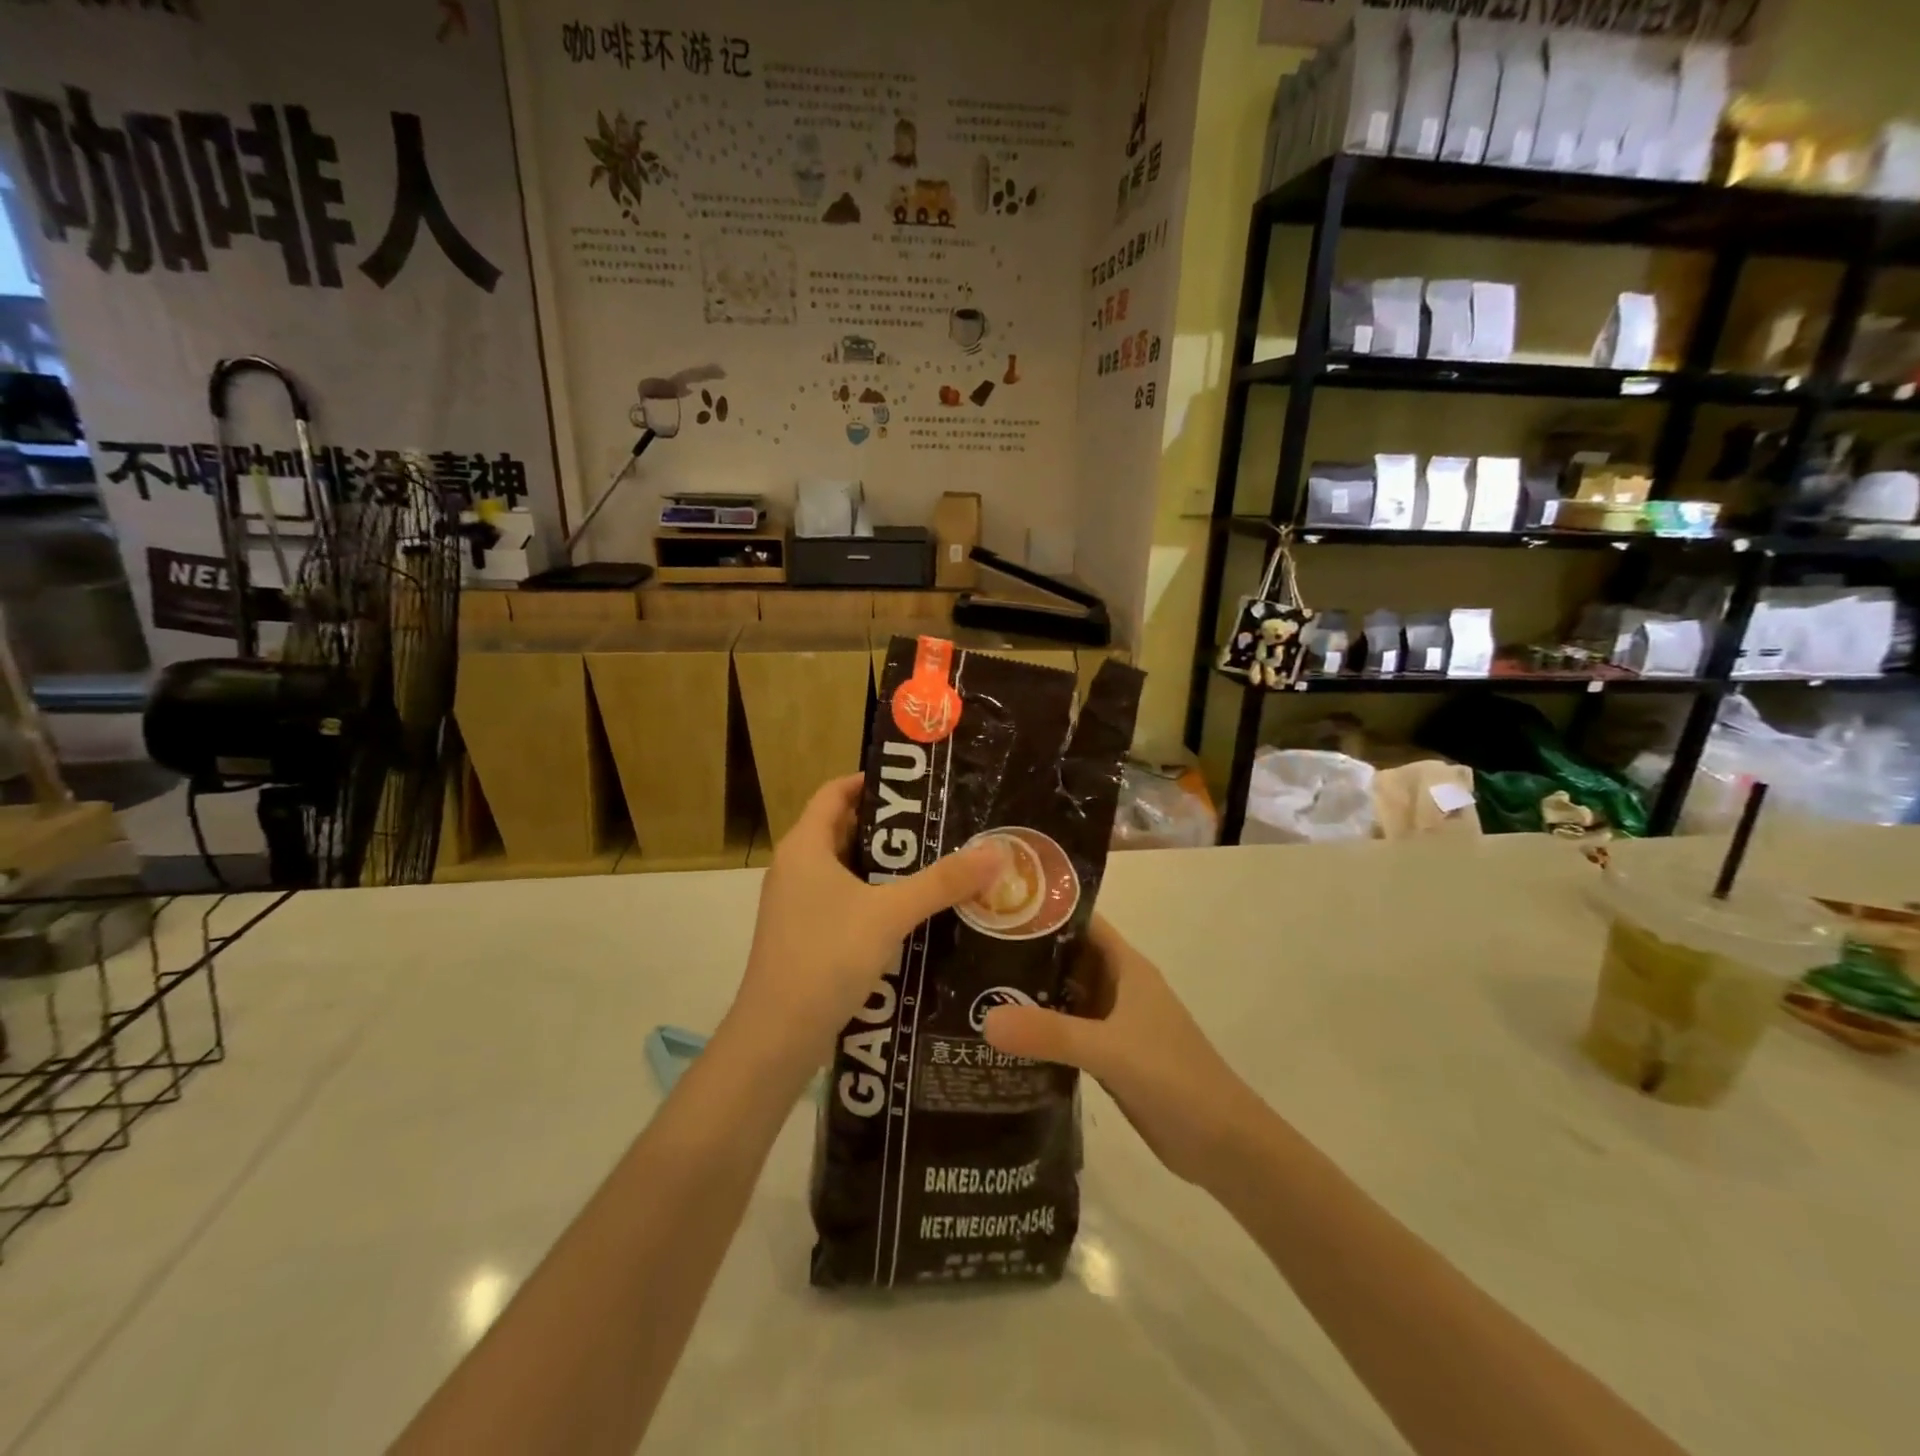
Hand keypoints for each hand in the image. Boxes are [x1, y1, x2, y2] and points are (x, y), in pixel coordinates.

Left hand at [723, 774, 1002, 1084]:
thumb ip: (942, 882)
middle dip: (890, 827)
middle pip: (843, 829)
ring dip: (885, 866)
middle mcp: (795, 867)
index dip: (871, 781)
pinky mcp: (804, 935)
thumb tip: (996, 852)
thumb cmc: (827, 956)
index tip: (916, 783)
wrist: (778, 1035)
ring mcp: (796, 904)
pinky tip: (911, 912)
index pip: (835, 792)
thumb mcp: (890, 913)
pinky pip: (843, 900)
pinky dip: (873, 897)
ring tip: (936, 863)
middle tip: (940, 824)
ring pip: (845, 870)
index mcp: (805, 846)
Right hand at [982, 916, 1264, 1186]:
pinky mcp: (1110, 1056)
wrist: (1223, 1145)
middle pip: (1067, 958)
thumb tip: (985, 1018)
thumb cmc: (1174, 1078)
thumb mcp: (1110, 1050)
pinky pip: (1068, 1032)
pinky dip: (1041, 1030)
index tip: (996, 909)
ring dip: (1030, 994)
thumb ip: (1050, 1033)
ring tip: (974, 991)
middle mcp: (1119, 987)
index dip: (1043, 911)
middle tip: (971, 953)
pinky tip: (1003, 1038)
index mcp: (1127, 967)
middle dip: (1026, 954)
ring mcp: (1115, 1023)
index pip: (1080, 923)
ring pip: (1066, 996)